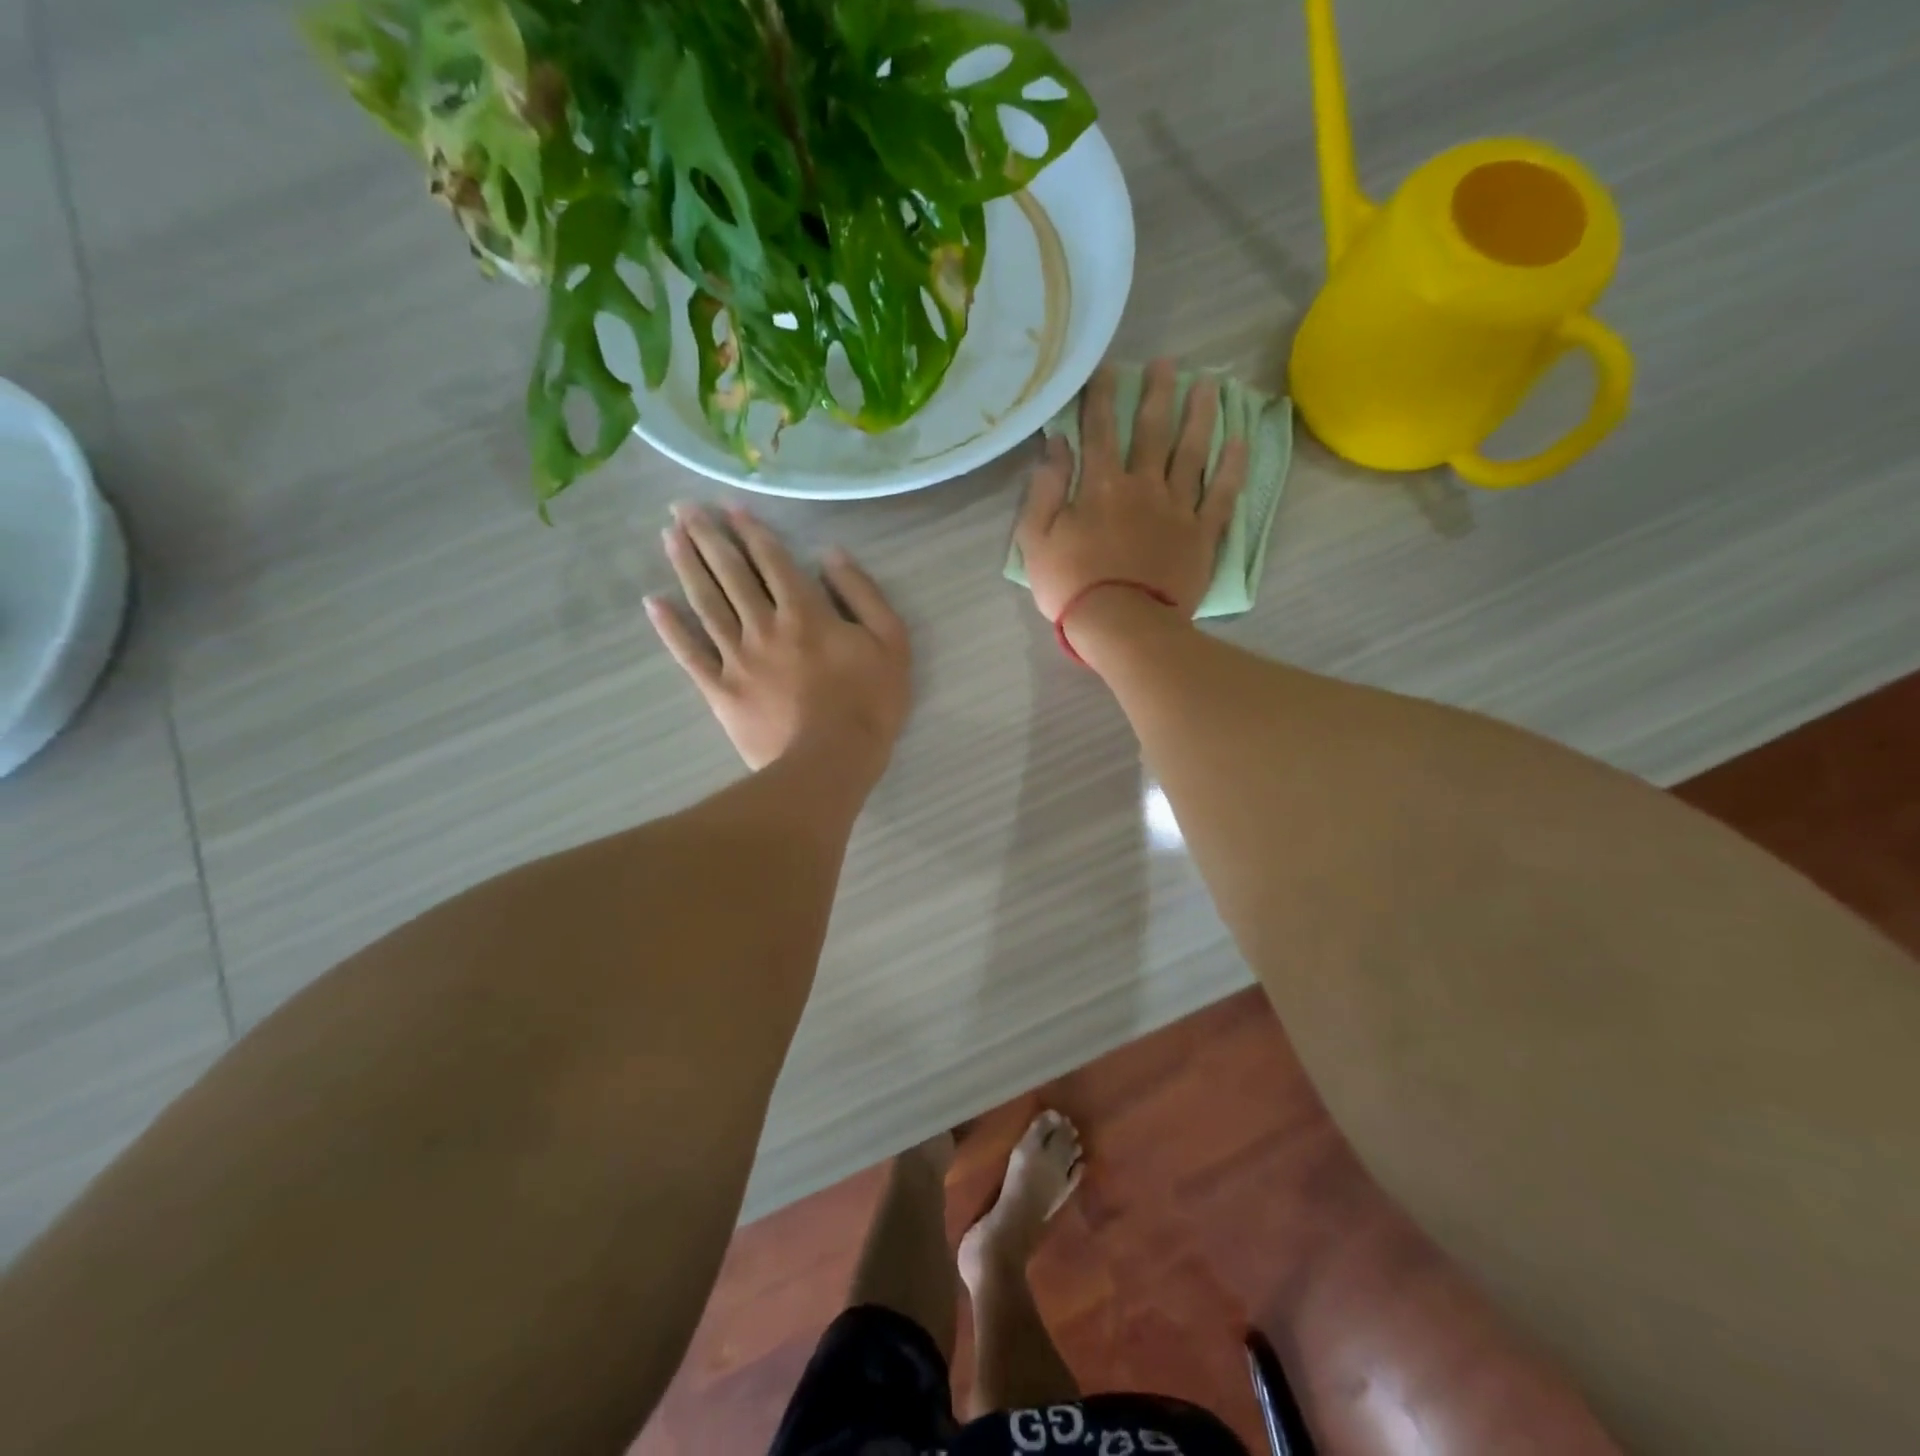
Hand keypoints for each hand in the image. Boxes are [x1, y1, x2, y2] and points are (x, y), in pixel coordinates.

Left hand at [647, 505, 910, 780]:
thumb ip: (863, 594)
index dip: (751, 531)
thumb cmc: (869, 703)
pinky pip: (690, 654)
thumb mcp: (891, 642)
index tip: (729, 507)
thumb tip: (831, 555)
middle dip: (708, 537)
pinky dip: (671, 628)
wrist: (830, 763)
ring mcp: (737, 658)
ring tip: (668, 536)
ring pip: (707, 603)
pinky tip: (654, 602)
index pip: (773, 561)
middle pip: (731, 574)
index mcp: (805, 612)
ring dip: (687, 566)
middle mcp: (764, 625)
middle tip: (682, 508)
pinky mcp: (721, 690)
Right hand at [1015, 358, 1247, 625]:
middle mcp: (1143, 486)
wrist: (1122, 625)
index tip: (1108, 368)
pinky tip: (1240, 441)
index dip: (1102, 396)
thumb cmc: (1072, 586)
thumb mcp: (1037, 540)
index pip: (1100, 430)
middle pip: (1153, 431)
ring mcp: (1177, 509)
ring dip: (1199, 416)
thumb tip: (1056, 447)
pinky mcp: (1201, 535)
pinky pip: (1221, 495)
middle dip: (1158, 393)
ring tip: (1209, 385)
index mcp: (1101, 486)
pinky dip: (1232, 468)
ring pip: (1192, 453)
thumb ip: (1045, 491)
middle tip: (1167, 362)